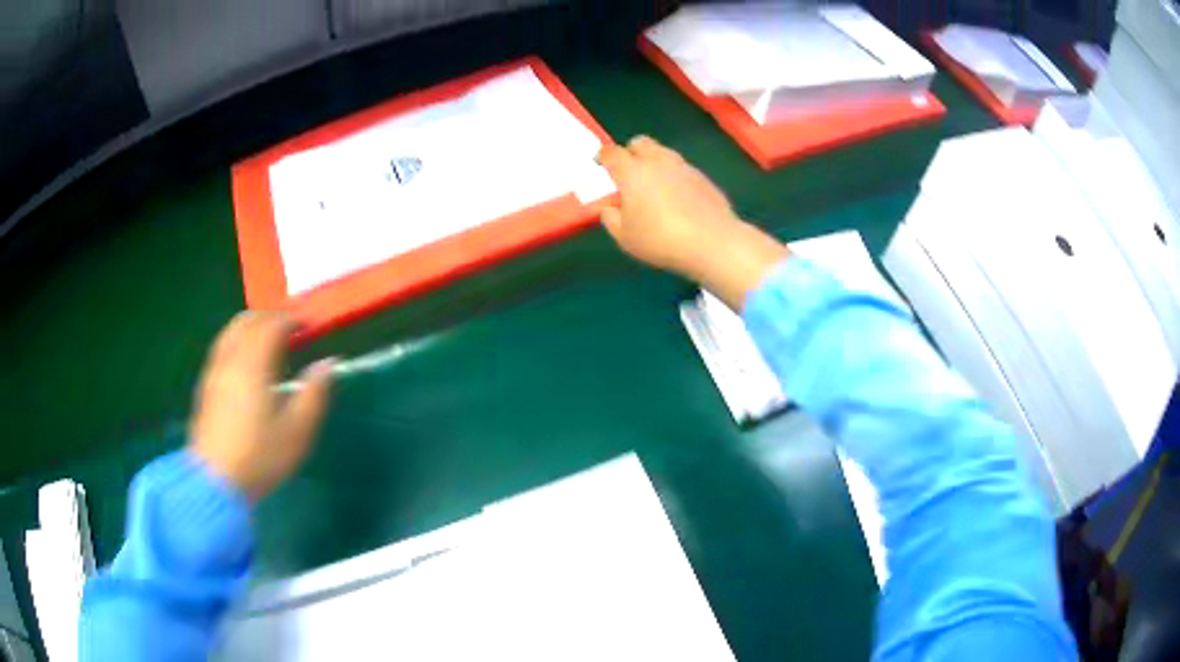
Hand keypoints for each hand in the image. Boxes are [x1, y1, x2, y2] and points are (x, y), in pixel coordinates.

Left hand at [189, 312, 332, 501]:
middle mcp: (230, 358)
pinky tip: (245, 366)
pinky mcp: (205, 387)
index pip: (272, 325)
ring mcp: (214, 371)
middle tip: (289, 330)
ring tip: (268, 344)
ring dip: (251, 328)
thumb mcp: (298, 431)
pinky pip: (222, 348)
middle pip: (248, 320)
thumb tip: (328, 364)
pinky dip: (237, 343)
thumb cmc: (260, 456)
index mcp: (253, 363)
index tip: (309, 325)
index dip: (292, 319)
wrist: (215, 482)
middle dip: (270, 318)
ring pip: (230, 332)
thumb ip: (314, 393)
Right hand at [598, 136, 788, 309]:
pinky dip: (675, 177)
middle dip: (631, 152)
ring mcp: (683, 167)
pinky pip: (682, 169)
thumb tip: (610, 208)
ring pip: (663, 153)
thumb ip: (611, 219)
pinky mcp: (703, 177)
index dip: (603, 157)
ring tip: (654, 187)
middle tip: (628, 173)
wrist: (712, 242)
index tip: (600, 164)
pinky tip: (678, 199)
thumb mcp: (625, 237)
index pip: (612, 153)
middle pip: (640, 143)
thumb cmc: (660, 240)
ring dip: (655, 163)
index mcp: (633, 172)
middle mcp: (658, 162)